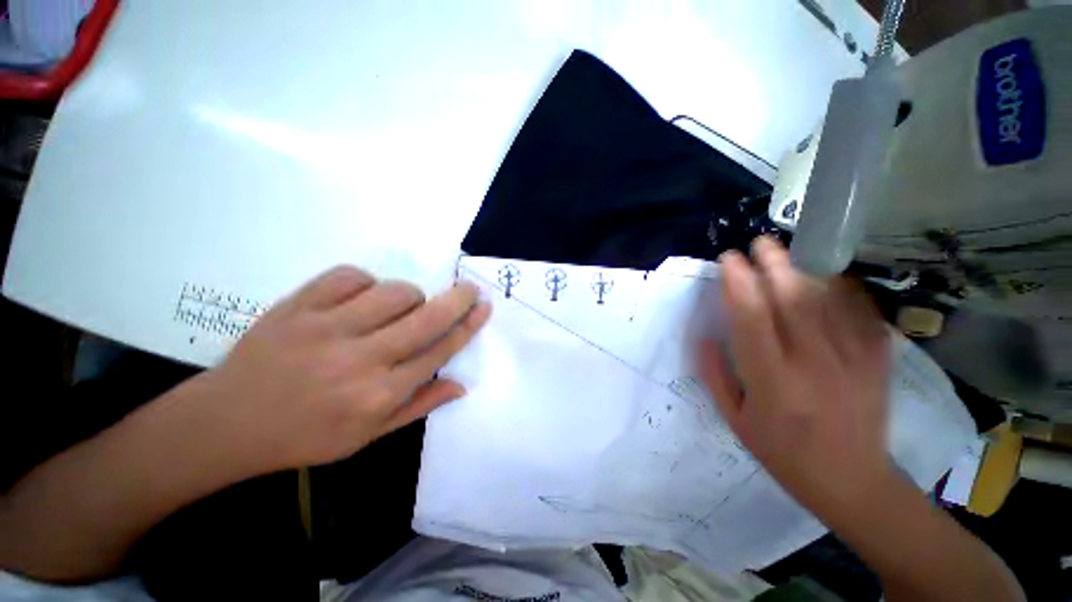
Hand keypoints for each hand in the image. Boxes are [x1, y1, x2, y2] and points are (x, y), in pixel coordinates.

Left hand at [199, 266, 490, 474]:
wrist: (226, 423)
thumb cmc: (305, 436)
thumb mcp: (368, 436)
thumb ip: (418, 406)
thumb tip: (461, 384)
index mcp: (378, 395)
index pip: (439, 351)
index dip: (468, 326)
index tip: (484, 308)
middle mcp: (359, 360)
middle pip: (425, 318)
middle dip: (457, 299)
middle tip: (470, 289)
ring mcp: (325, 329)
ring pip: (393, 292)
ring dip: (410, 295)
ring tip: (403, 306)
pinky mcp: (297, 307)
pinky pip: (349, 276)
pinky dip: (366, 281)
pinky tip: (363, 296)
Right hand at [696, 237, 892, 524]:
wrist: (854, 482)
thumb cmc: (784, 453)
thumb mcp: (735, 420)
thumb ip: (715, 375)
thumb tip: (703, 335)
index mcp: (772, 382)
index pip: (751, 320)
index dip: (738, 284)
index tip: (729, 260)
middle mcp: (814, 366)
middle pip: (793, 301)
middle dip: (774, 265)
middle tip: (760, 243)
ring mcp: (853, 362)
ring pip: (828, 302)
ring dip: (805, 270)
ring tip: (788, 252)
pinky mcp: (878, 362)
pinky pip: (861, 314)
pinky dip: (844, 289)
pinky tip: (830, 277)